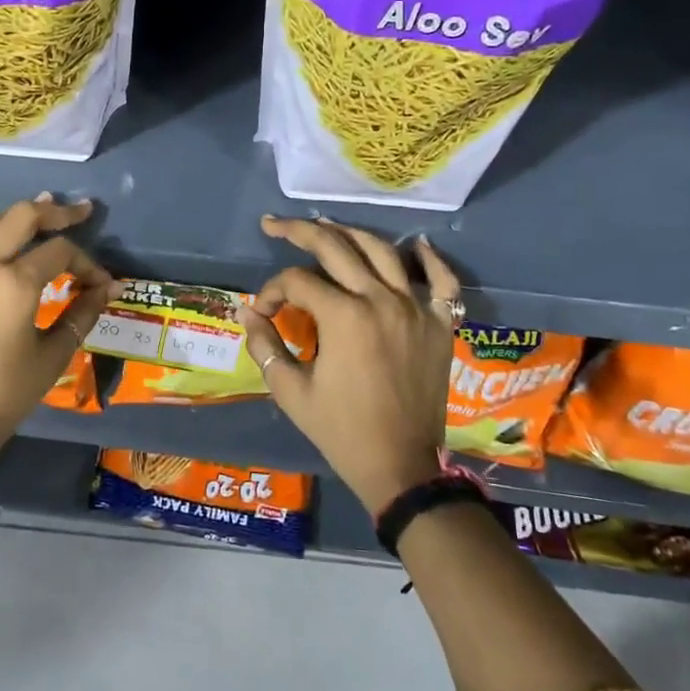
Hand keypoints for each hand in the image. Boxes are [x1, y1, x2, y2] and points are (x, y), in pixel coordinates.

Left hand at [0, 195, 115, 457]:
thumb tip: (110, 288)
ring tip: (42, 220)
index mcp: (14, 284)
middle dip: (55, 211)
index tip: (100, 281)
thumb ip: (82, 313)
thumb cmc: (3, 395)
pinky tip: (1, 247)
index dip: (87, 261)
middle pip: (21, 216)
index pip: (60, 251)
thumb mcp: (52, 357)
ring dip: (18, 219)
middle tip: (80, 211)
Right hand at [238, 216, 461, 515]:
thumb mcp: (291, 390)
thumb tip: (246, 312)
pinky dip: (431, 260)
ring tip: (326, 225)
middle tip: (275, 225)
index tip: (263, 313)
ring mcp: (416, 308)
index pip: (297, 282)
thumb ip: (265, 344)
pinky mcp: (439, 324)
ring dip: (350, 234)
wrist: (399, 466)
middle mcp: (381, 300)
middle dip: (299, 232)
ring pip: (382, 252)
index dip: (272, 291)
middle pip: (336, 248)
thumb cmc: (340, 430)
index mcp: (344, 316)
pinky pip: (442, 282)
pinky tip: (417, 244)